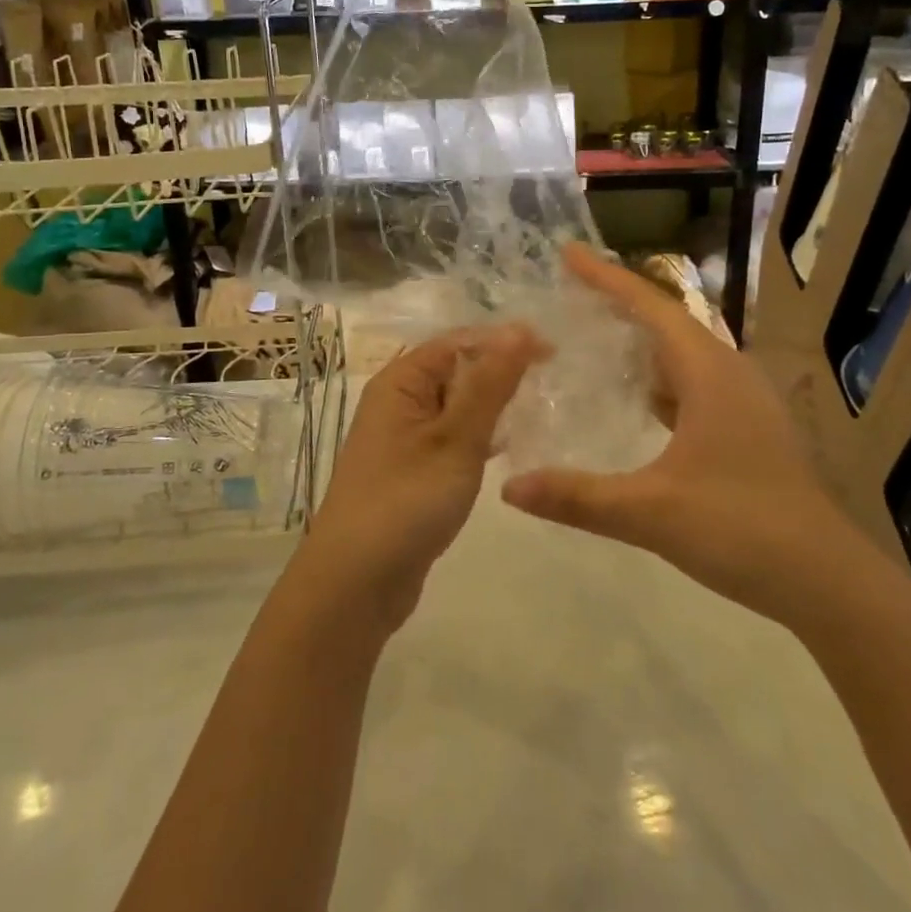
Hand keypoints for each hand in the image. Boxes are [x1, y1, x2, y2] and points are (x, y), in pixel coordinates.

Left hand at [303, 323, 546, 630]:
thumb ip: (490, 383)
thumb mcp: (456, 438)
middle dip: (501, 371)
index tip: (554, 353)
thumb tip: (521, 328)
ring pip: (456, 405)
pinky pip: (451, 436)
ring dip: (492, 404)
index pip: (458, 341)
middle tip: (555, 381)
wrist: (356, 583)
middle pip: (456, 369)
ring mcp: (403, 437)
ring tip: (541, 409)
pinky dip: (479, 435)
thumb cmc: (406, 501)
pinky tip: (508, 446)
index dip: (504, 341)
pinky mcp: (412, 470)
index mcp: (400, 381)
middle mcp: (398, 401)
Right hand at [500, 244, 873, 627]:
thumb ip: (578, 498)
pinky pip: (693, 381)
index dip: (606, 278)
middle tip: (570, 291)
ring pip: (682, 352)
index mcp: (709, 373)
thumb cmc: (742, 530)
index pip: (650, 306)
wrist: (828, 581)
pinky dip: (658, 376)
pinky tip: (635, 396)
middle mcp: (728, 373)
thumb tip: (509, 489)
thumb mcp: (651, 512)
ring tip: (593, 334)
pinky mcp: (748, 427)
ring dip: (640, 339)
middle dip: (618, 302)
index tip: (567, 253)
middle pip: (666, 320)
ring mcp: (743, 400)